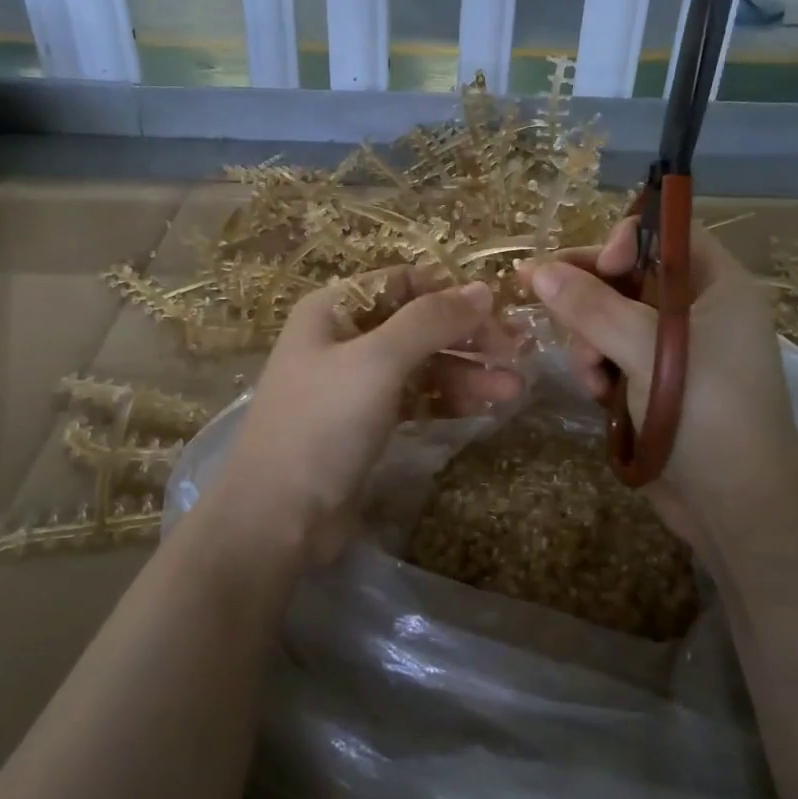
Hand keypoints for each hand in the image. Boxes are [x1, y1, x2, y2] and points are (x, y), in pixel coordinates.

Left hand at [213, 269, 522, 570]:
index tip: (499, 312)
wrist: (278, 516)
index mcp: (335, 308)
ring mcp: (357, 382)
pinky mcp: (369, 422)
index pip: (404, 282)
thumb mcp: (376, 362)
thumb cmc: (322, 425)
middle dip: (468, 337)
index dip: (451, 293)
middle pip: (419, 324)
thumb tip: (482, 289)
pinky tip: (486, 407)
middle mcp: (345, 337)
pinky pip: (417, 398)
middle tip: (520, 353)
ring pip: (423, 364)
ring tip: (514, 389)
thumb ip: (430, 321)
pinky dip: (449, 399)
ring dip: (467, 372)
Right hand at [522, 219, 797, 552]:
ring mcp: (676, 353)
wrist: (737, 508)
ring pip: (612, 320)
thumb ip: (592, 306)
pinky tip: (595, 393)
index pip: (668, 236)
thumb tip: (537, 269)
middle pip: (631, 277)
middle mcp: (699, 312)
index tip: (595, 268)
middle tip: (546, 301)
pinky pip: (613, 357)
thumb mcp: (647, 350)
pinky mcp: (656, 387)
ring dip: (589, 339)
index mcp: (719, 287)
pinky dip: (599, 369)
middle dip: (591, 296)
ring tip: (589, 372)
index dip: (626, 241)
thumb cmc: (707, 413)